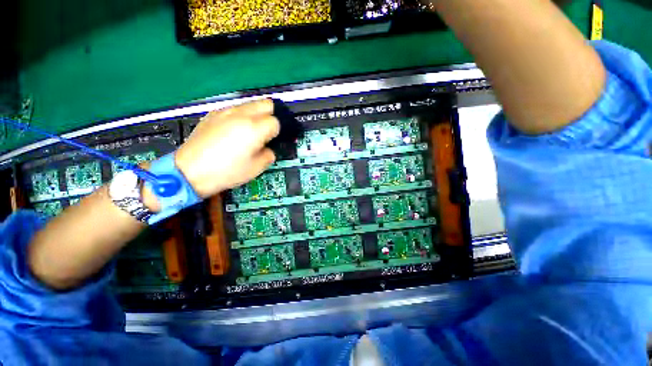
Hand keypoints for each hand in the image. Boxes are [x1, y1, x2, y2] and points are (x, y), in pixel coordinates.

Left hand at [175, 99, 278, 197]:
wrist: (190, 171)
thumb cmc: (226, 171)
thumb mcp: (256, 168)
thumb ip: (269, 154)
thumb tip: (269, 148)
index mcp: (254, 128)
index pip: (276, 122)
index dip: (277, 132)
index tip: (273, 141)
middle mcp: (241, 114)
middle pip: (266, 103)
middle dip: (271, 115)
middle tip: (268, 131)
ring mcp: (226, 111)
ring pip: (250, 103)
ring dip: (257, 114)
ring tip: (251, 130)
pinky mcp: (213, 114)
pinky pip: (235, 108)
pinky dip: (242, 115)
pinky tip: (235, 130)